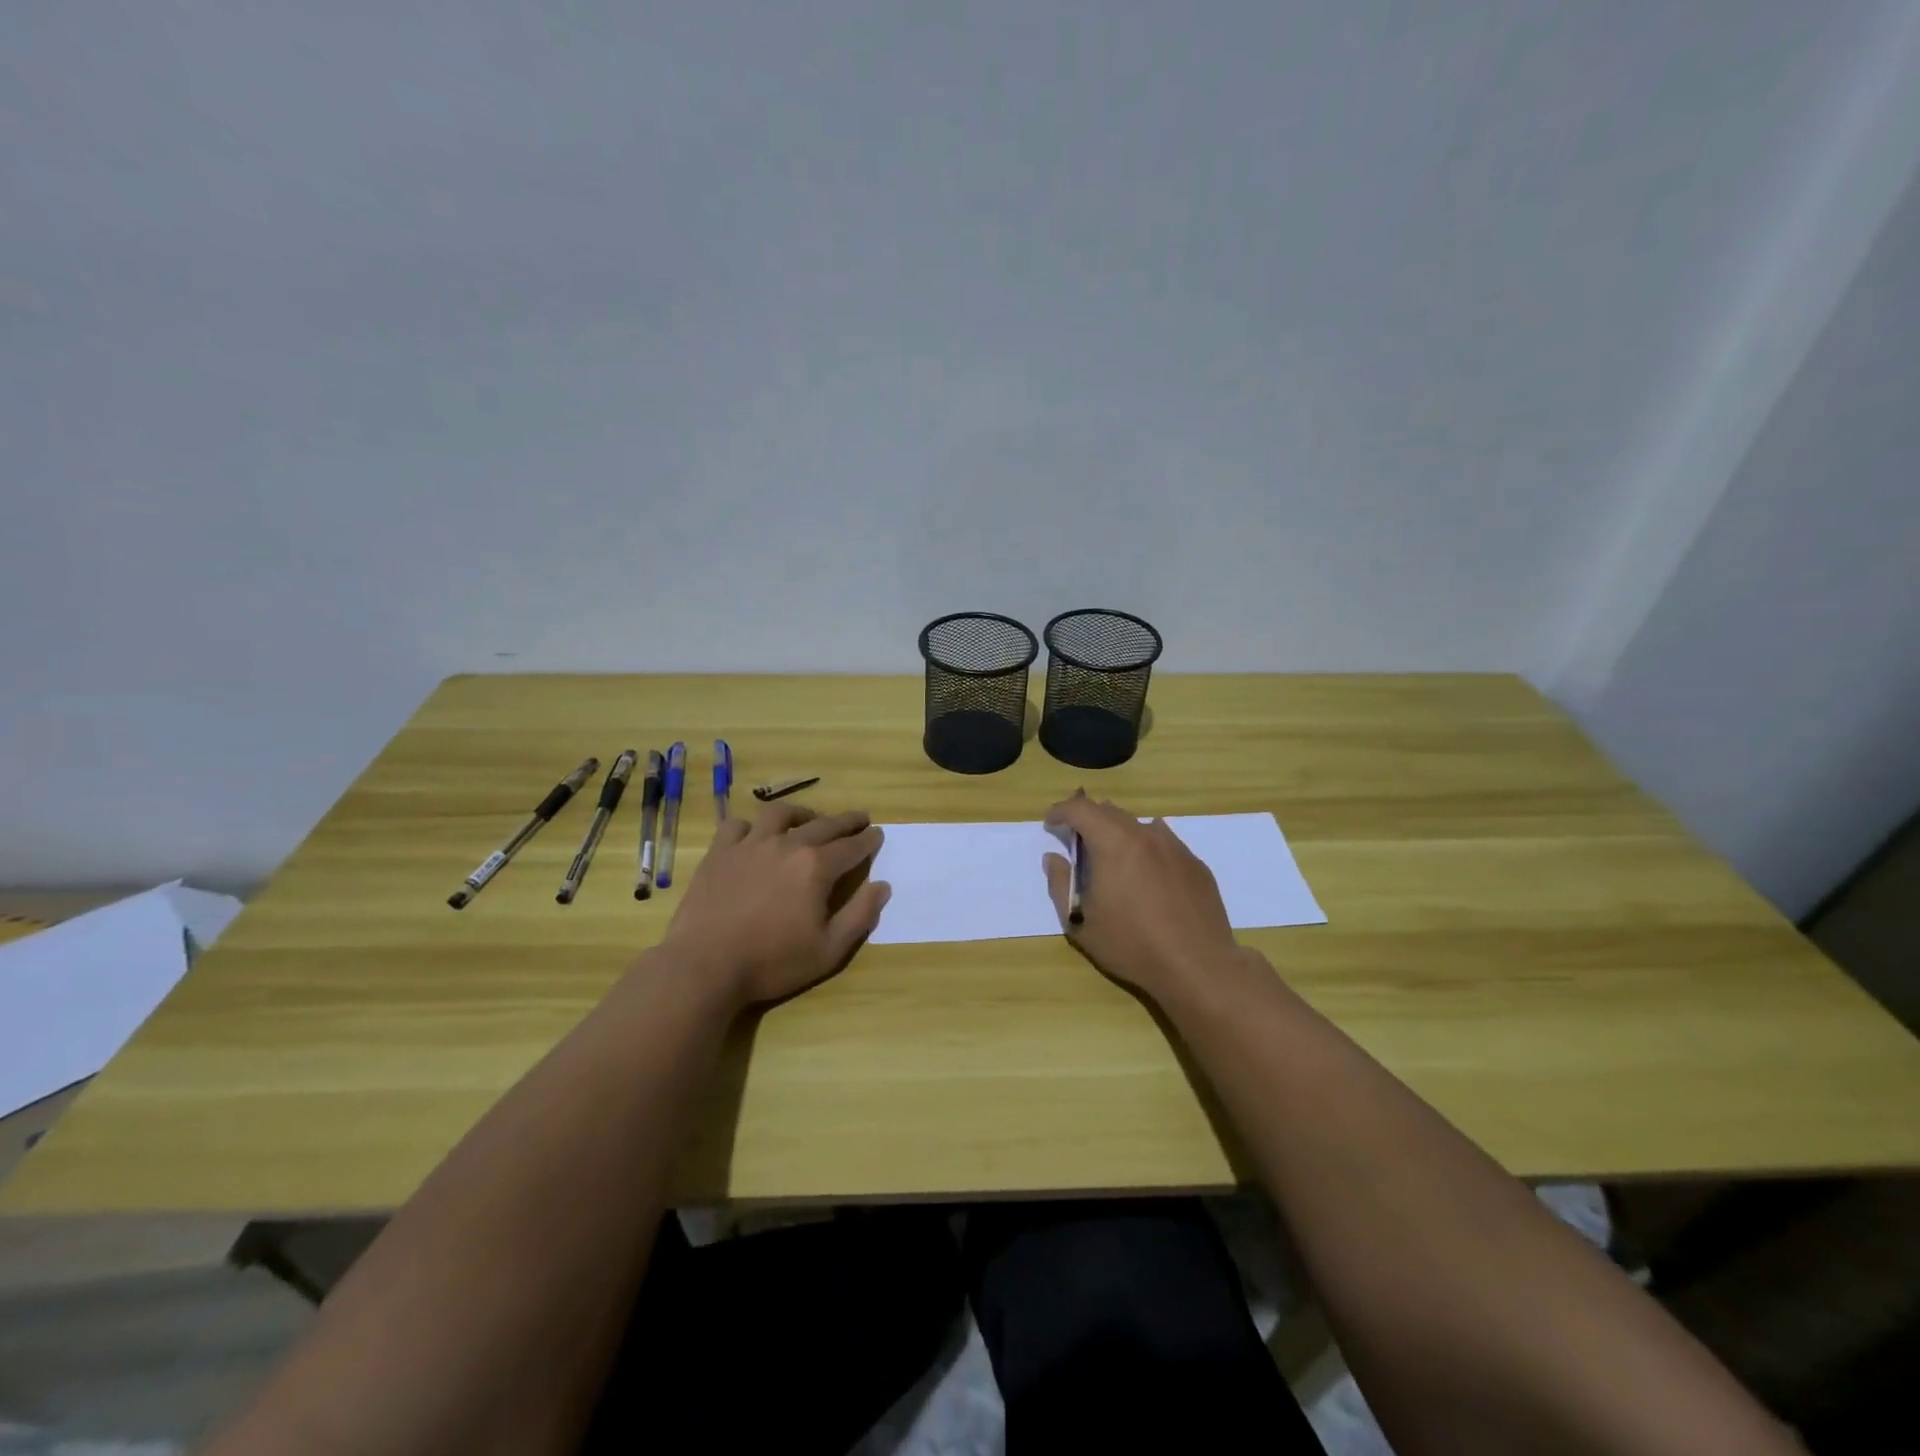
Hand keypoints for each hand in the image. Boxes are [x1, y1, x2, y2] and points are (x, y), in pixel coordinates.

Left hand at [660, 802, 889, 1010]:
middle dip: (846, 821)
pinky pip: (739, 825)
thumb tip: (882, 886)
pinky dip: (752, 825)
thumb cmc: (772, 962)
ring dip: (802, 813)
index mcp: (816, 867)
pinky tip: (756, 834)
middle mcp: (787, 845)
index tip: (878, 834)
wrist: (705, 965)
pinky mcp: (720, 852)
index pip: (852, 846)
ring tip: (810, 819)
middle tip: (859, 819)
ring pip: (781, 813)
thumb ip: (860, 915)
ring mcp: (750, 844)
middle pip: (824, 824)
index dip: (868, 840)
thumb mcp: (829, 950)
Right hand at [1042, 791, 1243, 1002]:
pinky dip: (1146, 848)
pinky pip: (1164, 843)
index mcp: (1113, 843)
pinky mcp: (1195, 864)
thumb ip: (1061, 884)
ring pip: (1139, 825)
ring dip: (1118, 833)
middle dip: (1088, 820)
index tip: (1051, 824)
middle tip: (1077, 842)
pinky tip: (1146, 874)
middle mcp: (1145, 835)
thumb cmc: (1131, 944)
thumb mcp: (1080, 922)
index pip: (1080, 809)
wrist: (1198, 966)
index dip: (1061, 811)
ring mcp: (1175, 847)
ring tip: (1112, 859)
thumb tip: (1054, 858)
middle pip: (1110, 811)